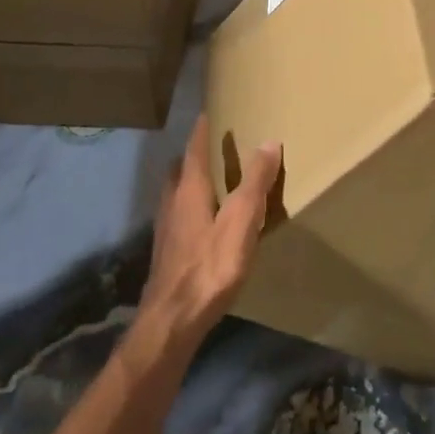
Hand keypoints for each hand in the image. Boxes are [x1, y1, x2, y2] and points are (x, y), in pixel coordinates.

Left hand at [136, 116, 280, 354]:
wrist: (171, 321)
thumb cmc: (209, 266)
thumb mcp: (241, 221)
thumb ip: (255, 182)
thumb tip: (269, 141)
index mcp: (189, 188)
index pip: (195, 148)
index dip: (203, 129)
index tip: (210, 112)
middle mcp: (172, 201)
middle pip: (181, 169)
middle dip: (194, 155)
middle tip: (214, 147)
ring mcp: (165, 228)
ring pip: (176, 192)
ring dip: (190, 181)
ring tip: (211, 182)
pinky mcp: (166, 252)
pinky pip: (178, 215)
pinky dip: (190, 206)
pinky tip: (203, 223)